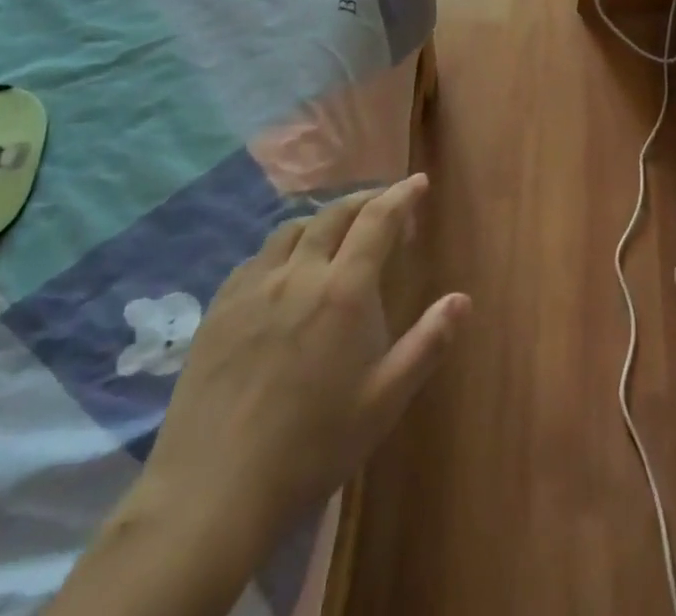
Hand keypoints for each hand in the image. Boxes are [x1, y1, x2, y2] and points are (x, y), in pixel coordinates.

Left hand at [141, 173, 467, 545]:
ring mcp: (254, 287)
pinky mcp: (220, 308)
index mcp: (344, 290)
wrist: (213, 493)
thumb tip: (462, 299)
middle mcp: (299, 273)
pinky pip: (257, 256)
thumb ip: (427, 344)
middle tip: (383, 202)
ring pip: (293, 229)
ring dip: (323, 218)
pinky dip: (284, 246)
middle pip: (335, 214)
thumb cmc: (313, 447)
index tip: (418, 182)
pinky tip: (284, 268)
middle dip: (365, 199)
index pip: (378, 220)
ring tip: (336, 230)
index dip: (401, 196)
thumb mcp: (384, 401)